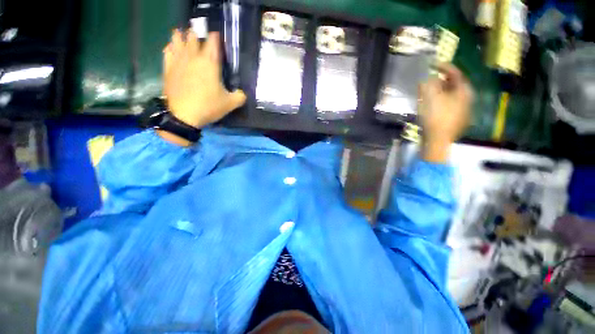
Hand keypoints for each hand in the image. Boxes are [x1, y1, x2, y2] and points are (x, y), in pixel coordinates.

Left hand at [161, 29, 245, 142]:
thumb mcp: (229, 104)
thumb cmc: (206, 107)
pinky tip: (169, 47)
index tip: (215, 35)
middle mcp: (194, 58)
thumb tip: (242, 94)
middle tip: (195, 31)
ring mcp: (179, 63)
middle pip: (194, 38)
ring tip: (179, 32)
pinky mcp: (168, 71)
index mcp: (210, 61)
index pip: (213, 41)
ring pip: (178, 43)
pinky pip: (167, 55)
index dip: (214, 36)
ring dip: (179, 37)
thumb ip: (238, 96)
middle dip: (195, 33)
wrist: (181, 118)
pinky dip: (169, 49)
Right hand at [418, 63, 472, 162]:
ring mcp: (466, 113)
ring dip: (445, 89)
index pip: (456, 73)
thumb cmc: (435, 114)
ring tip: (433, 88)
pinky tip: (437, 101)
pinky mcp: (460, 122)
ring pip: (456, 95)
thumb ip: (431, 79)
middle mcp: (468, 101)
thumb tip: (433, 77)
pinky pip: (454, 105)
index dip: (443, 66)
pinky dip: (446, 100)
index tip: (432, 64)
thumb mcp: (429, 91)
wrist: (437, 142)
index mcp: (464, 91)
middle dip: (445, 78)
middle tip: (433, 75)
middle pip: (457, 84)